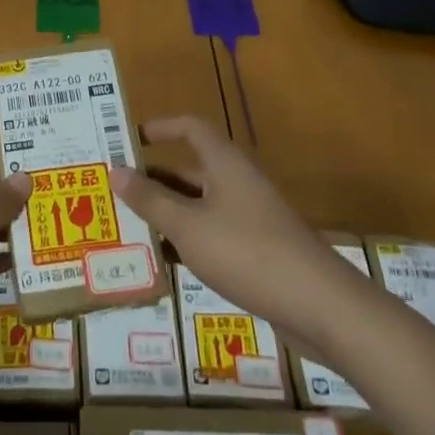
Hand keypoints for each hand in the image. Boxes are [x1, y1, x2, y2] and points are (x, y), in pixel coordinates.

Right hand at [111, 115, 323, 318]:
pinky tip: (166, 262)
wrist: (320, 306)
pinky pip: (213, 233)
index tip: (130, 139)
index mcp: (224, 164)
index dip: (161, 128)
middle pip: (191, 169)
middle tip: (116, 190)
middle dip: (154, 178)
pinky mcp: (258, 249)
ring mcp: (251, 217)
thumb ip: (150, 200)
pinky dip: (189, 239)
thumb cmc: (247, 252)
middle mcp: (238, 182)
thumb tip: (114, 171)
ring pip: (200, 205)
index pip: (190, 128)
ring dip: (169, 212)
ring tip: (130, 227)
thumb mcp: (188, 227)